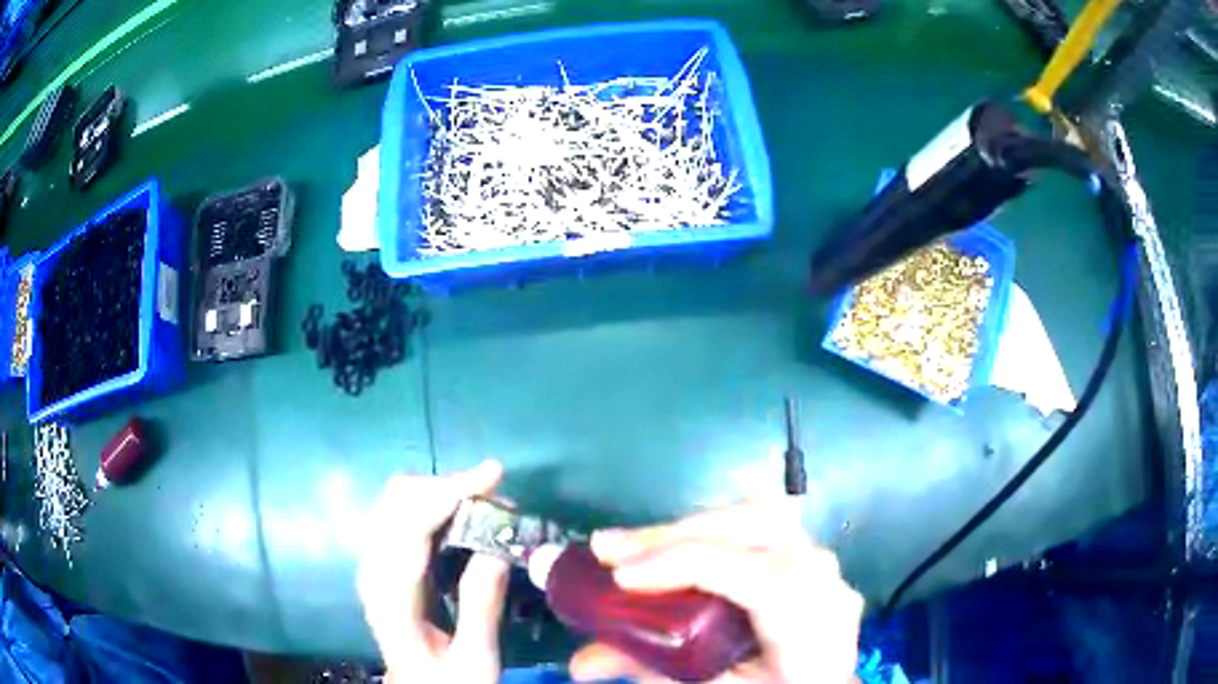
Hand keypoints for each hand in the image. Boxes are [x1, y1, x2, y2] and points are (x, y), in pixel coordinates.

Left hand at [356, 461, 509, 683]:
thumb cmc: (447, 681)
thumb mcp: (475, 658)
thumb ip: (481, 605)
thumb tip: (497, 547)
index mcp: (391, 595)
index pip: (410, 525)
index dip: (450, 492)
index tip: (494, 476)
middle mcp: (374, 569)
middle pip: (398, 500)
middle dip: (448, 487)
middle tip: (498, 500)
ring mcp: (375, 563)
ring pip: (399, 501)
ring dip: (443, 493)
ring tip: (488, 507)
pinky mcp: (385, 563)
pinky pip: (405, 515)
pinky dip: (435, 506)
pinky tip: (465, 519)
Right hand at [569, 499, 862, 683]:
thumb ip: (656, 671)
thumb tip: (580, 661)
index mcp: (811, 619)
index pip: (750, 573)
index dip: (680, 565)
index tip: (616, 576)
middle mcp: (823, 576)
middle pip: (752, 526)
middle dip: (672, 534)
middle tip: (607, 548)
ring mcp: (819, 559)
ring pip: (755, 515)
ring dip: (687, 528)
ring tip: (634, 546)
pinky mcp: (806, 555)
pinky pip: (758, 526)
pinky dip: (709, 533)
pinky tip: (675, 547)